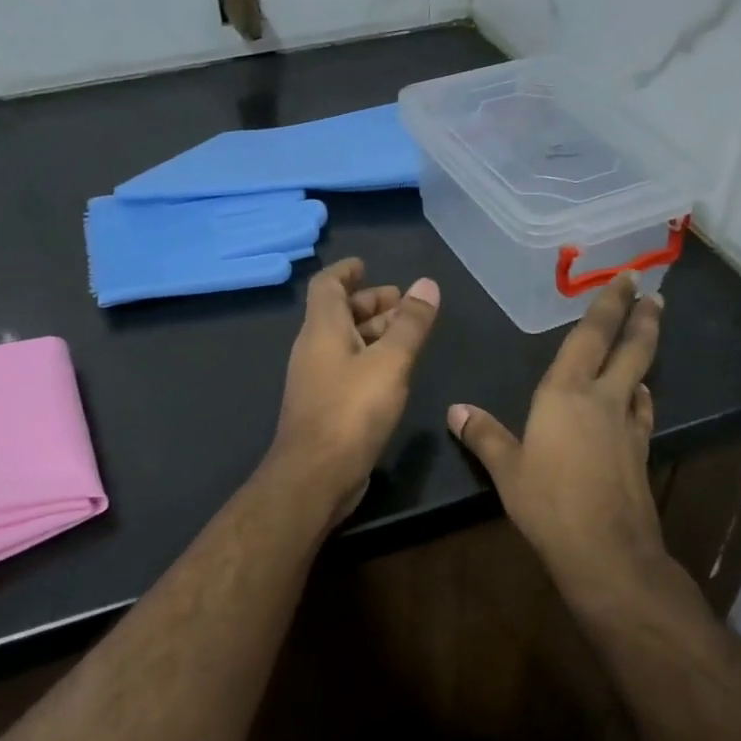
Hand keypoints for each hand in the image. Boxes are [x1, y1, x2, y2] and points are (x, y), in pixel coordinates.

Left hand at [269, 258, 440, 521]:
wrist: (316, 476)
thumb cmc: (351, 411)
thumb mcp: (389, 362)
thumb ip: (410, 324)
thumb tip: (426, 284)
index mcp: (322, 330)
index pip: (327, 286)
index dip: (346, 271)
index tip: (367, 264)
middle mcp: (314, 349)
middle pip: (339, 314)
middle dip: (370, 303)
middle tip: (404, 303)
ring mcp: (317, 380)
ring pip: (345, 343)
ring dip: (373, 332)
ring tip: (408, 332)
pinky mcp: (325, 406)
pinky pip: (348, 369)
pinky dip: (370, 359)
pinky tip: (394, 371)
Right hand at [447, 275, 665, 592]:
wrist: (605, 550)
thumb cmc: (547, 503)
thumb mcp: (507, 470)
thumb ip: (484, 435)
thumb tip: (455, 410)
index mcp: (565, 394)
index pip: (590, 337)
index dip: (608, 305)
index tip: (626, 278)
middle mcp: (603, 400)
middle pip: (631, 350)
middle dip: (642, 319)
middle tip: (654, 294)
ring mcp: (627, 427)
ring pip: (641, 379)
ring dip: (646, 355)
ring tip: (646, 340)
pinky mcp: (641, 453)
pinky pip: (642, 412)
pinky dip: (642, 397)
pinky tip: (640, 399)